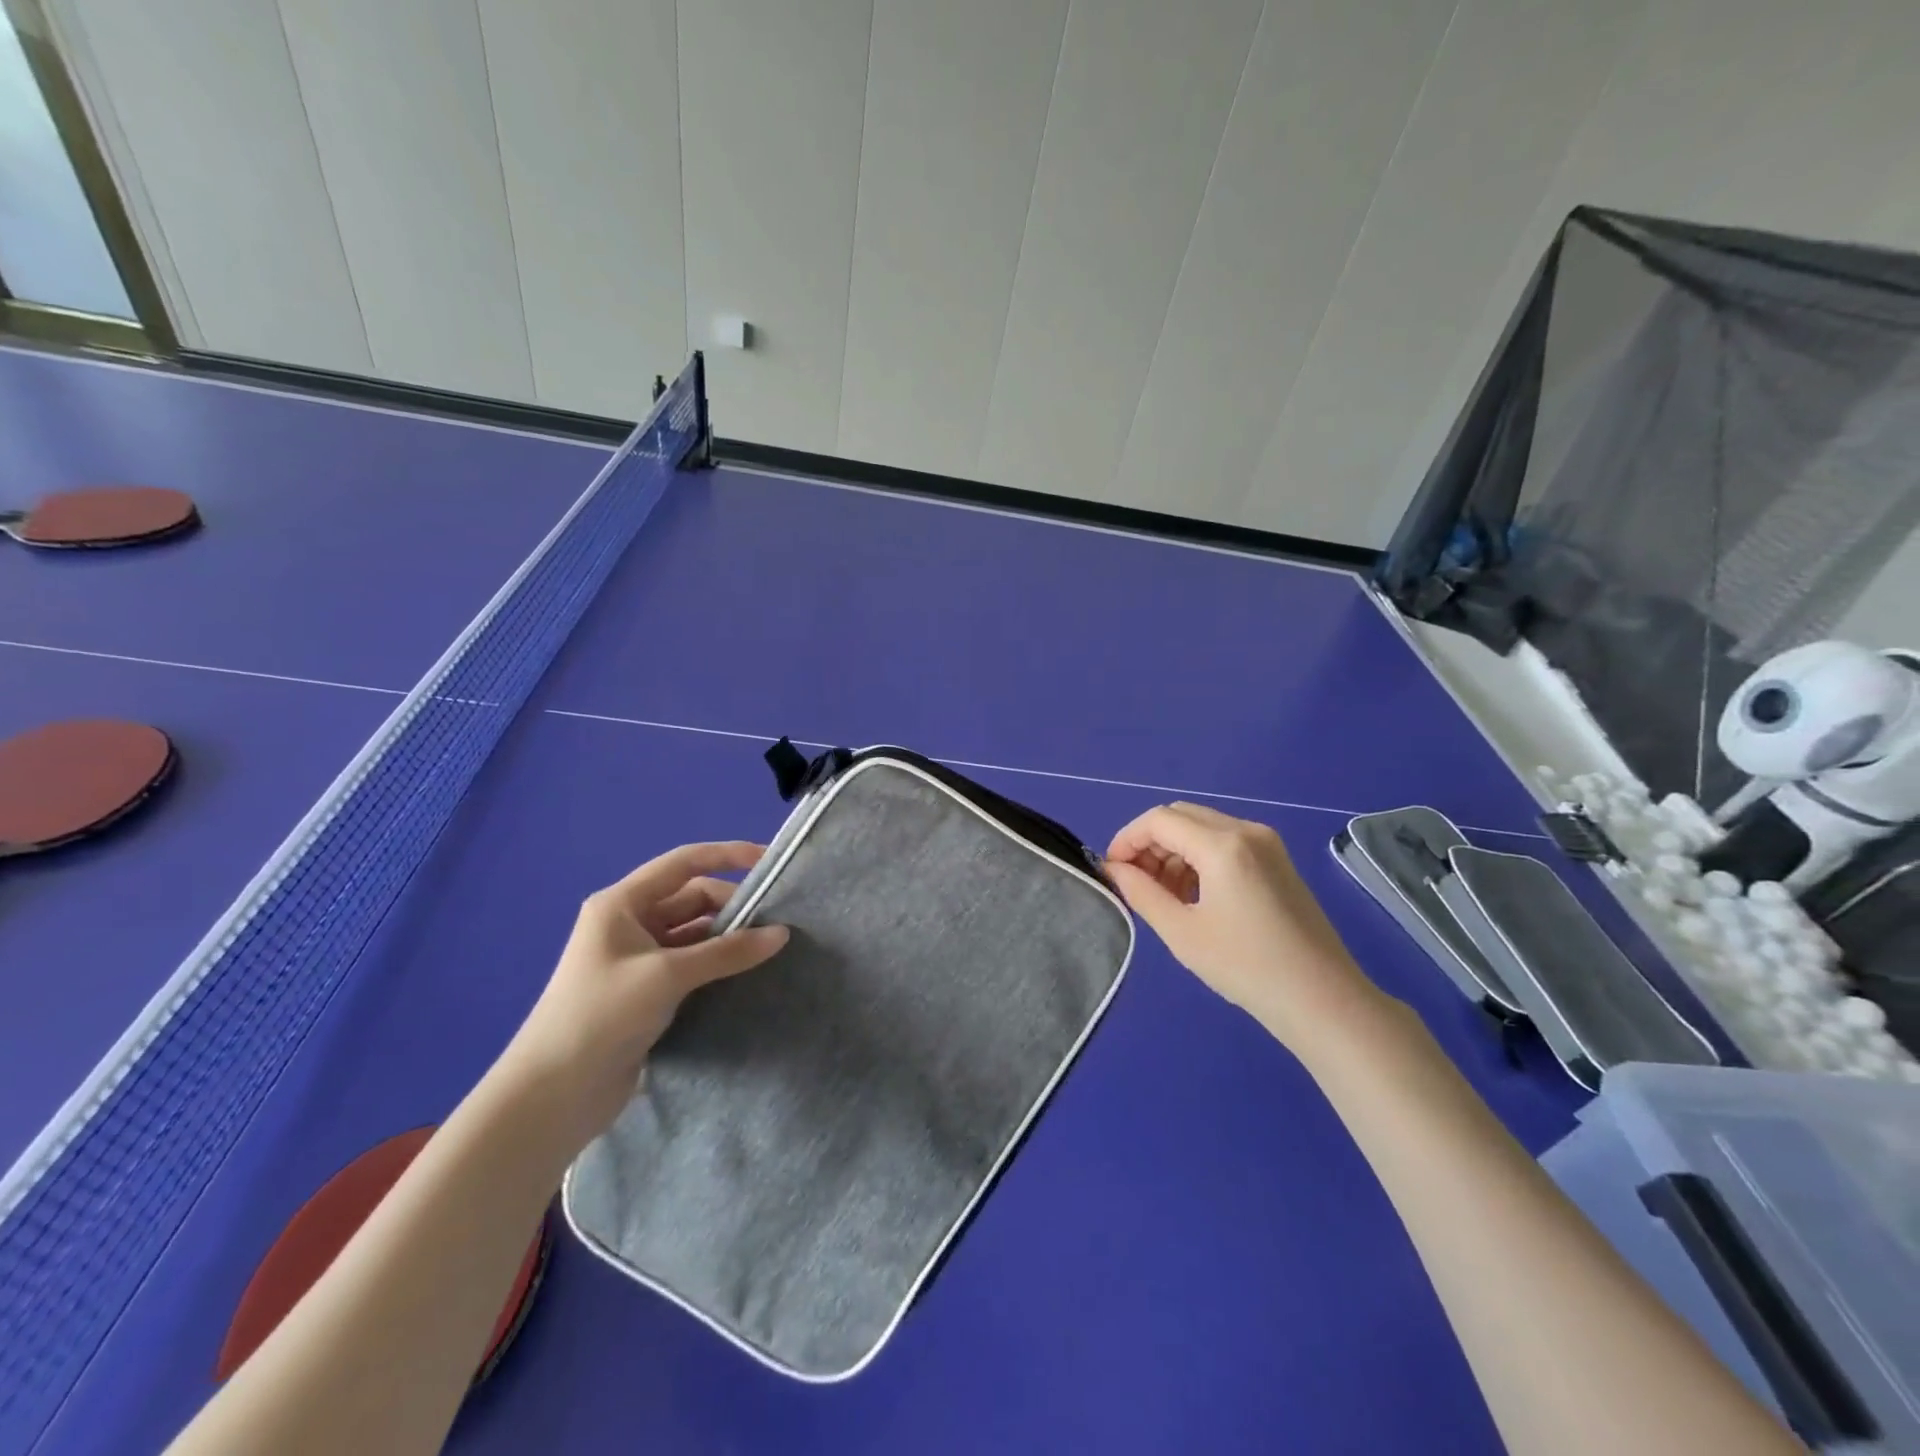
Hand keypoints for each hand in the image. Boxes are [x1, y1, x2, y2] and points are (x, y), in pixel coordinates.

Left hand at [494, 842, 788, 1149]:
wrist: (552, 1096)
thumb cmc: (601, 1015)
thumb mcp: (667, 976)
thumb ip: (726, 951)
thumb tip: (781, 934)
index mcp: (622, 904)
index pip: (684, 863)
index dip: (727, 855)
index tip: (769, 860)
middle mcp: (630, 924)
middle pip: (692, 899)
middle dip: (733, 906)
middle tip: (776, 923)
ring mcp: (638, 960)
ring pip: (695, 935)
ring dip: (728, 939)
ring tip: (770, 949)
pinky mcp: (647, 993)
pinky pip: (691, 965)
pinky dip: (718, 966)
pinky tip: (746, 975)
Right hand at [1106, 803, 1380, 1050]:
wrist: (1322, 999)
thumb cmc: (1246, 967)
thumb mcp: (1182, 932)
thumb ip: (1141, 893)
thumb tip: (1113, 870)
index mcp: (1223, 845)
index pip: (1159, 820)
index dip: (1127, 839)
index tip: (1112, 871)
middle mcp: (1246, 830)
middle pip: (1180, 816)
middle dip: (1150, 843)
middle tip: (1135, 883)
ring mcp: (1267, 843)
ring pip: (1202, 827)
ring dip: (1173, 851)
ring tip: (1163, 896)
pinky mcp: (1277, 859)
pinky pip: (1224, 842)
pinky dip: (1198, 858)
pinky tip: (1193, 896)